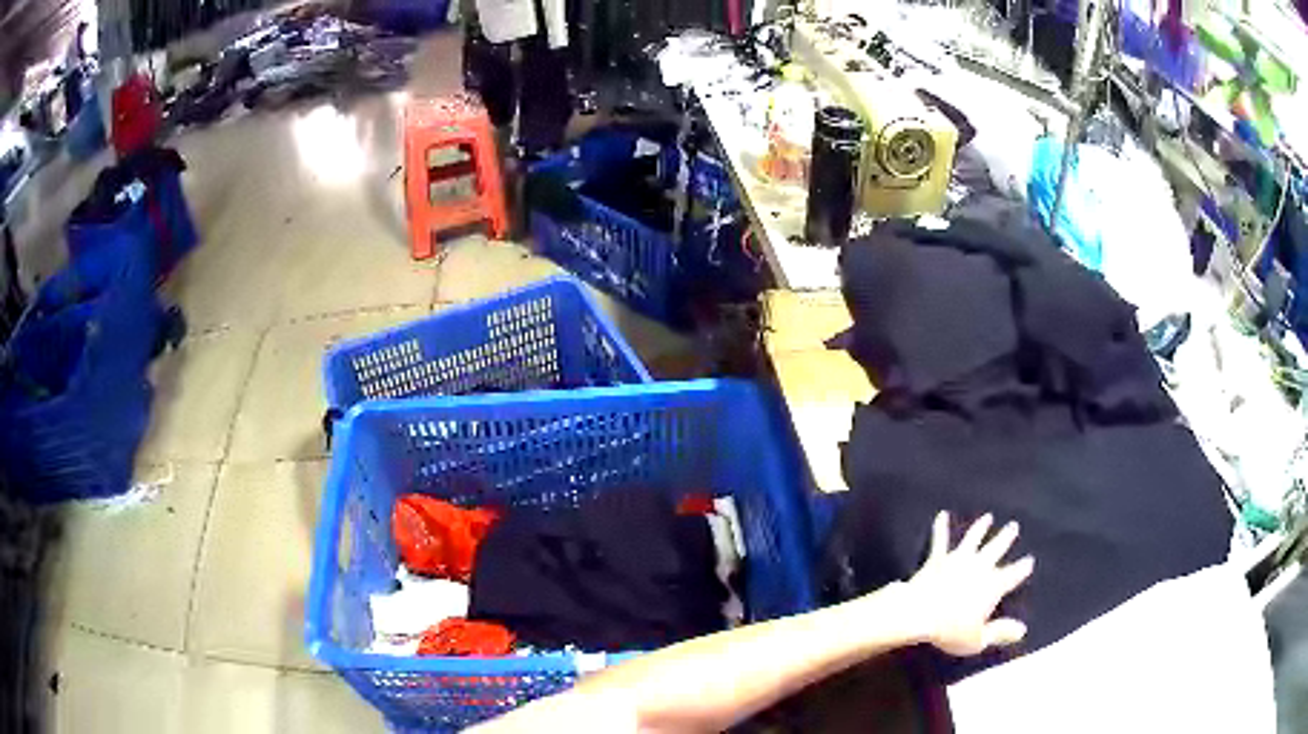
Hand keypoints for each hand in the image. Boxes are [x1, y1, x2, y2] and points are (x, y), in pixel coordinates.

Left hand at [903, 512, 1034, 656]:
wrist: (918, 614)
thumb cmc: (950, 631)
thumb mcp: (978, 639)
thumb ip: (1001, 632)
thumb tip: (1022, 630)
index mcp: (993, 586)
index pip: (1013, 575)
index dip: (1022, 568)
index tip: (1030, 560)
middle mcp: (980, 567)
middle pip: (997, 549)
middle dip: (1006, 537)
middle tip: (1013, 526)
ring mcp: (958, 559)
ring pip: (973, 538)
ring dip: (981, 527)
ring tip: (987, 517)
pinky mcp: (937, 559)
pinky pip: (940, 539)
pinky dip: (940, 526)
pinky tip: (941, 515)